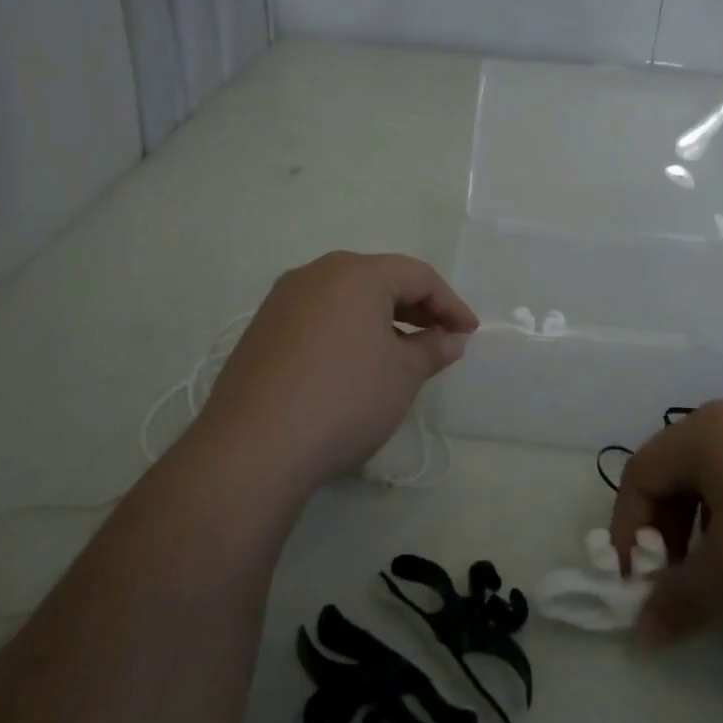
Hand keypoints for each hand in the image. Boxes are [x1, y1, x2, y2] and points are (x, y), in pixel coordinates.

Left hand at [187, 251, 477, 495]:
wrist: (253, 448)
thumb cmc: (344, 399)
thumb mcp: (402, 375)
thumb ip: (433, 348)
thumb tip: (451, 338)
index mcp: (356, 273)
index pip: (418, 276)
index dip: (450, 303)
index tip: (469, 333)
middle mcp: (316, 274)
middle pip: (379, 280)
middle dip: (416, 308)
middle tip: (441, 340)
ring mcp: (282, 301)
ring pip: (346, 299)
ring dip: (381, 320)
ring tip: (401, 353)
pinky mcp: (261, 330)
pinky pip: (318, 318)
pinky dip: (347, 332)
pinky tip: (355, 364)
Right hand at [609, 400, 722, 644]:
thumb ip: (678, 601)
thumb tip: (641, 634)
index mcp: (703, 432)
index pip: (640, 474)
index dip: (629, 530)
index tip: (640, 582)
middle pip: (676, 468)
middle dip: (669, 527)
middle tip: (684, 576)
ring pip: (718, 470)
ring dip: (707, 520)